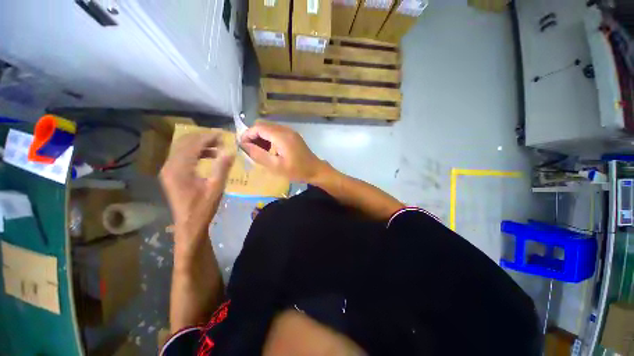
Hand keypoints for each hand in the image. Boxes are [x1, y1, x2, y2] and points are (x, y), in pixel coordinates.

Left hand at [160, 132, 233, 247]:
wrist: (189, 224)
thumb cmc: (203, 207)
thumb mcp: (216, 187)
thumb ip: (222, 168)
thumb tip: (230, 151)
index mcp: (179, 169)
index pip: (193, 145)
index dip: (208, 137)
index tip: (222, 134)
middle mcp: (170, 166)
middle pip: (184, 143)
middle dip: (203, 138)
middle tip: (220, 139)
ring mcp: (168, 170)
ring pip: (182, 148)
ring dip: (199, 144)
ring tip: (217, 146)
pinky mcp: (171, 174)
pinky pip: (182, 156)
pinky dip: (195, 152)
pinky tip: (208, 156)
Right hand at [240, 121, 326, 181]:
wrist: (315, 170)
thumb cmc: (297, 171)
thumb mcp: (276, 166)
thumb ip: (259, 155)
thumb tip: (244, 145)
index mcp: (281, 136)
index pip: (258, 127)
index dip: (247, 135)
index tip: (242, 146)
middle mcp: (285, 130)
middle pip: (263, 126)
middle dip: (253, 136)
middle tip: (250, 150)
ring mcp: (290, 132)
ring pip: (270, 128)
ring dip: (261, 137)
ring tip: (259, 151)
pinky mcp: (293, 136)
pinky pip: (277, 132)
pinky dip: (269, 138)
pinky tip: (269, 150)